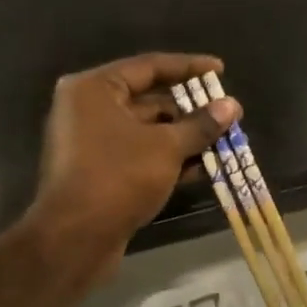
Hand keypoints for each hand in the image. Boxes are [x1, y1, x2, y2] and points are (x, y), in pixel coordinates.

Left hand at [23, 53, 238, 277]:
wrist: (74, 240)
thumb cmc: (118, 177)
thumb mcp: (166, 147)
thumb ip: (200, 124)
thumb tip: (232, 106)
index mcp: (94, 89)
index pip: (149, 66)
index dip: (189, 67)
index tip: (220, 70)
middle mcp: (88, 109)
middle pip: (148, 99)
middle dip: (190, 108)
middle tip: (226, 111)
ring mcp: (91, 142)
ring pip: (147, 130)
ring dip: (184, 136)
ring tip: (223, 139)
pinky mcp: (98, 171)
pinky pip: (139, 154)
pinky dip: (167, 157)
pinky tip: (202, 167)